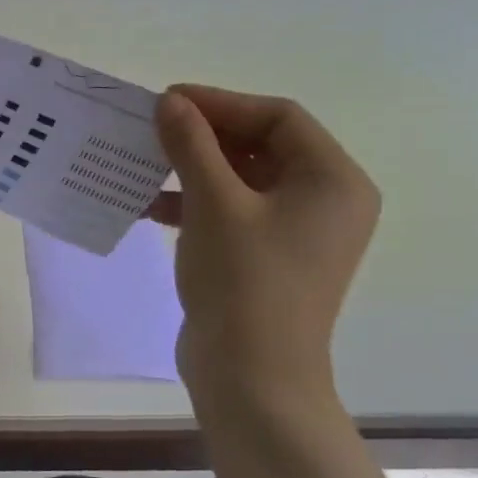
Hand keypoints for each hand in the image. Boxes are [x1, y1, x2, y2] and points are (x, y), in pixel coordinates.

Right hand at [147, 85, 379, 399]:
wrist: (251, 376)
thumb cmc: (243, 280)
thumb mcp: (213, 202)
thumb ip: (191, 145)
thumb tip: (169, 101)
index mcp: (332, 180)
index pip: (278, 117)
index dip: (220, 103)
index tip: (167, 101)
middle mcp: (324, 201)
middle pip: (261, 145)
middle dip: (203, 135)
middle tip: (152, 129)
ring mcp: (298, 232)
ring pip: (242, 179)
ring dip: (193, 168)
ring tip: (145, 164)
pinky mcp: (269, 256)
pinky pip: (233, 211)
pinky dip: (195, 202)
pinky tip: (151, 205)